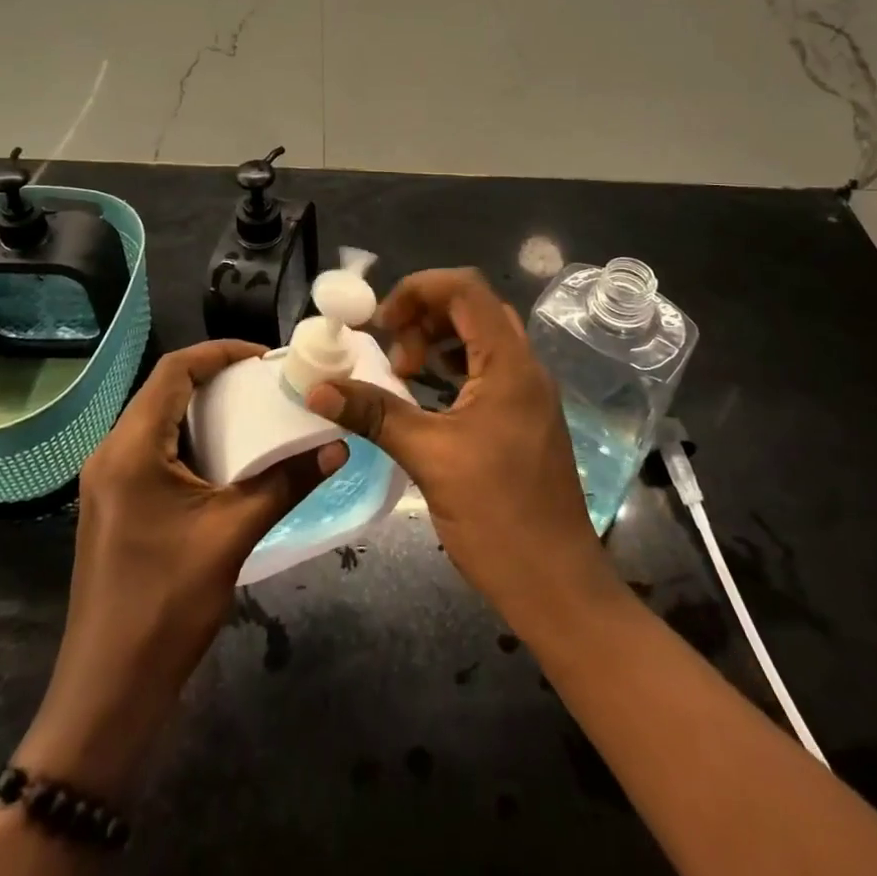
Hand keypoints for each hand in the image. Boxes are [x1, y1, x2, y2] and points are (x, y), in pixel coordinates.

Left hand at [16, 340, 346, 798]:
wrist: (108, 692)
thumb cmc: (166, 605)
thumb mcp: (233, 535)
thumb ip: (287, 483)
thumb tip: (338, 445)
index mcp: (132, 447)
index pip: (174, 370)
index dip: (221, 352)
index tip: (267, 359)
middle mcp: (112, 452)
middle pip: (165, 391)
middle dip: (218, 379)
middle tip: (268, 385)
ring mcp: (108, 481)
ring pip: (159, 420)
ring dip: (205, 411)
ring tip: (256, 414)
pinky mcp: (114, 504)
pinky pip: (154, 450)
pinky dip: (192, 440)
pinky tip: (228, 460)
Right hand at [305, 269, 613, 637]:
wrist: (558, 587)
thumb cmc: (497, 517)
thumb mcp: (429, 458)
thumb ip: (374, 414)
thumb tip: (318, 388)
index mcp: (510, 363)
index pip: (466, 288)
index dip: (418, 289)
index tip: (381, 322)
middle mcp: (526, 367)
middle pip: (474, 308)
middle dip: (425, 316)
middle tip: (392, 352)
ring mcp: (530, 394)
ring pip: (482, 338)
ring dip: (439, 342)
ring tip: (404, 373)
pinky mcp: (525, 420)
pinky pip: (488, 370)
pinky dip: (453, 369)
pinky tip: (428, 398)